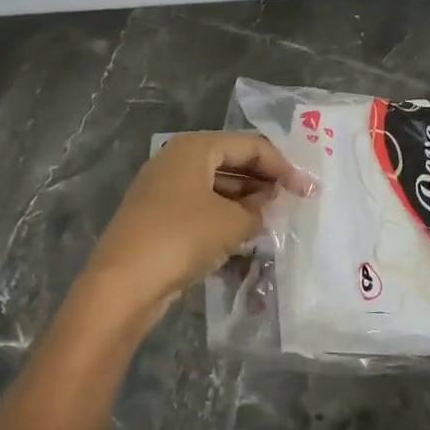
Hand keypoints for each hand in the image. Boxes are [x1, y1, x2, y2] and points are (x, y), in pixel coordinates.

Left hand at [79, 132, 313, 327]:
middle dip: (262, 181)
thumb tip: (266, 206)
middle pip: (231, 161)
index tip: (306, 190)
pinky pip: (200, 207)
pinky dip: (224, 216)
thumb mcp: (232, 223)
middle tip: (291, 204)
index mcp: (194, 147)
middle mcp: (176, 159)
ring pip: (215, 186)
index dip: (281, 166)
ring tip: (272, 221)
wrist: (122, 284)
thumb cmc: (181, 238)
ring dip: (245, 201)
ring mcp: (163, 188)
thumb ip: (258, 210)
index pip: (249, 145)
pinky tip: (244, 236)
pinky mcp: (158, 216)